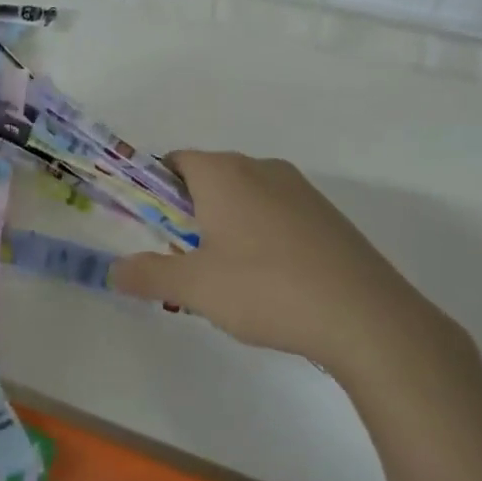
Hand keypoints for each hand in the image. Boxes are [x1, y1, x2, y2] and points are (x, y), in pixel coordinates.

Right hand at [109, 151, 457, 372]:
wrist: (367, 318)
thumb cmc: (267, 289)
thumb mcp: (197, 288)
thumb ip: (149, 274)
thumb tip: (113, 270)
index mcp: (224, 172)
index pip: (174, 162)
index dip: (155, 191)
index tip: (153, 230)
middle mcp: (260, 168)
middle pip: (208, 178)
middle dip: (190, 214)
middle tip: (186, 261)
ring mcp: (299, 189)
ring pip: (244, 197)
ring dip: (226, 226)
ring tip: (229, 279)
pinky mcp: (326, 215)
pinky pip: (276, 213)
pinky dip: (261, 235)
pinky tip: (271, 282)